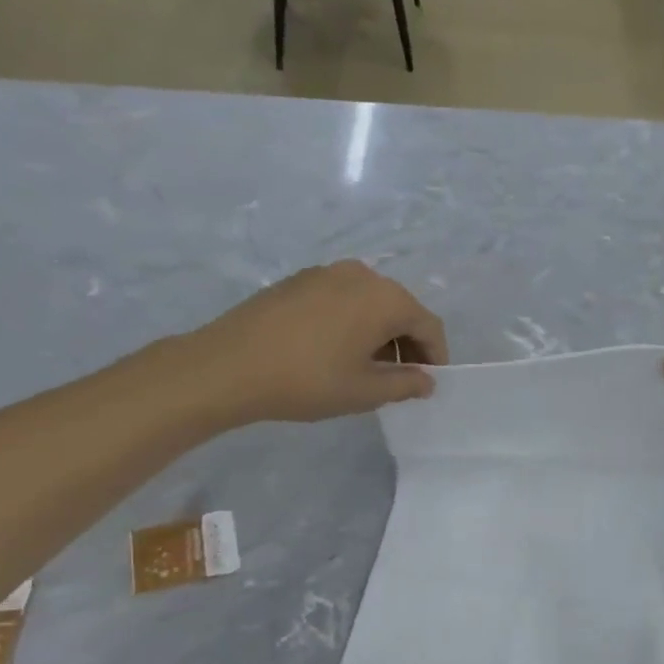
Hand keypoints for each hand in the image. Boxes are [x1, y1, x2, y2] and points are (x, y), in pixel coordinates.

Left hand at [182, 261, 448, 425]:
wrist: (228, 366)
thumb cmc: (308, 380)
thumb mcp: (364, 391)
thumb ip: (405, 384)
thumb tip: (427, 380)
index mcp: (385, 298)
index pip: (428, 325)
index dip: (436, 356)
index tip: (431, 383)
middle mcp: (361, 275)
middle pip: (400, 309)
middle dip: (408, 344)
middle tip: (402, 379)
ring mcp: (326, 272)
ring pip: (370, 303)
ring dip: (380, 333)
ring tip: (368, 368)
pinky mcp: (299, 280)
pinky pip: (342, 299)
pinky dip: (352, 322)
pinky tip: (336, 351)